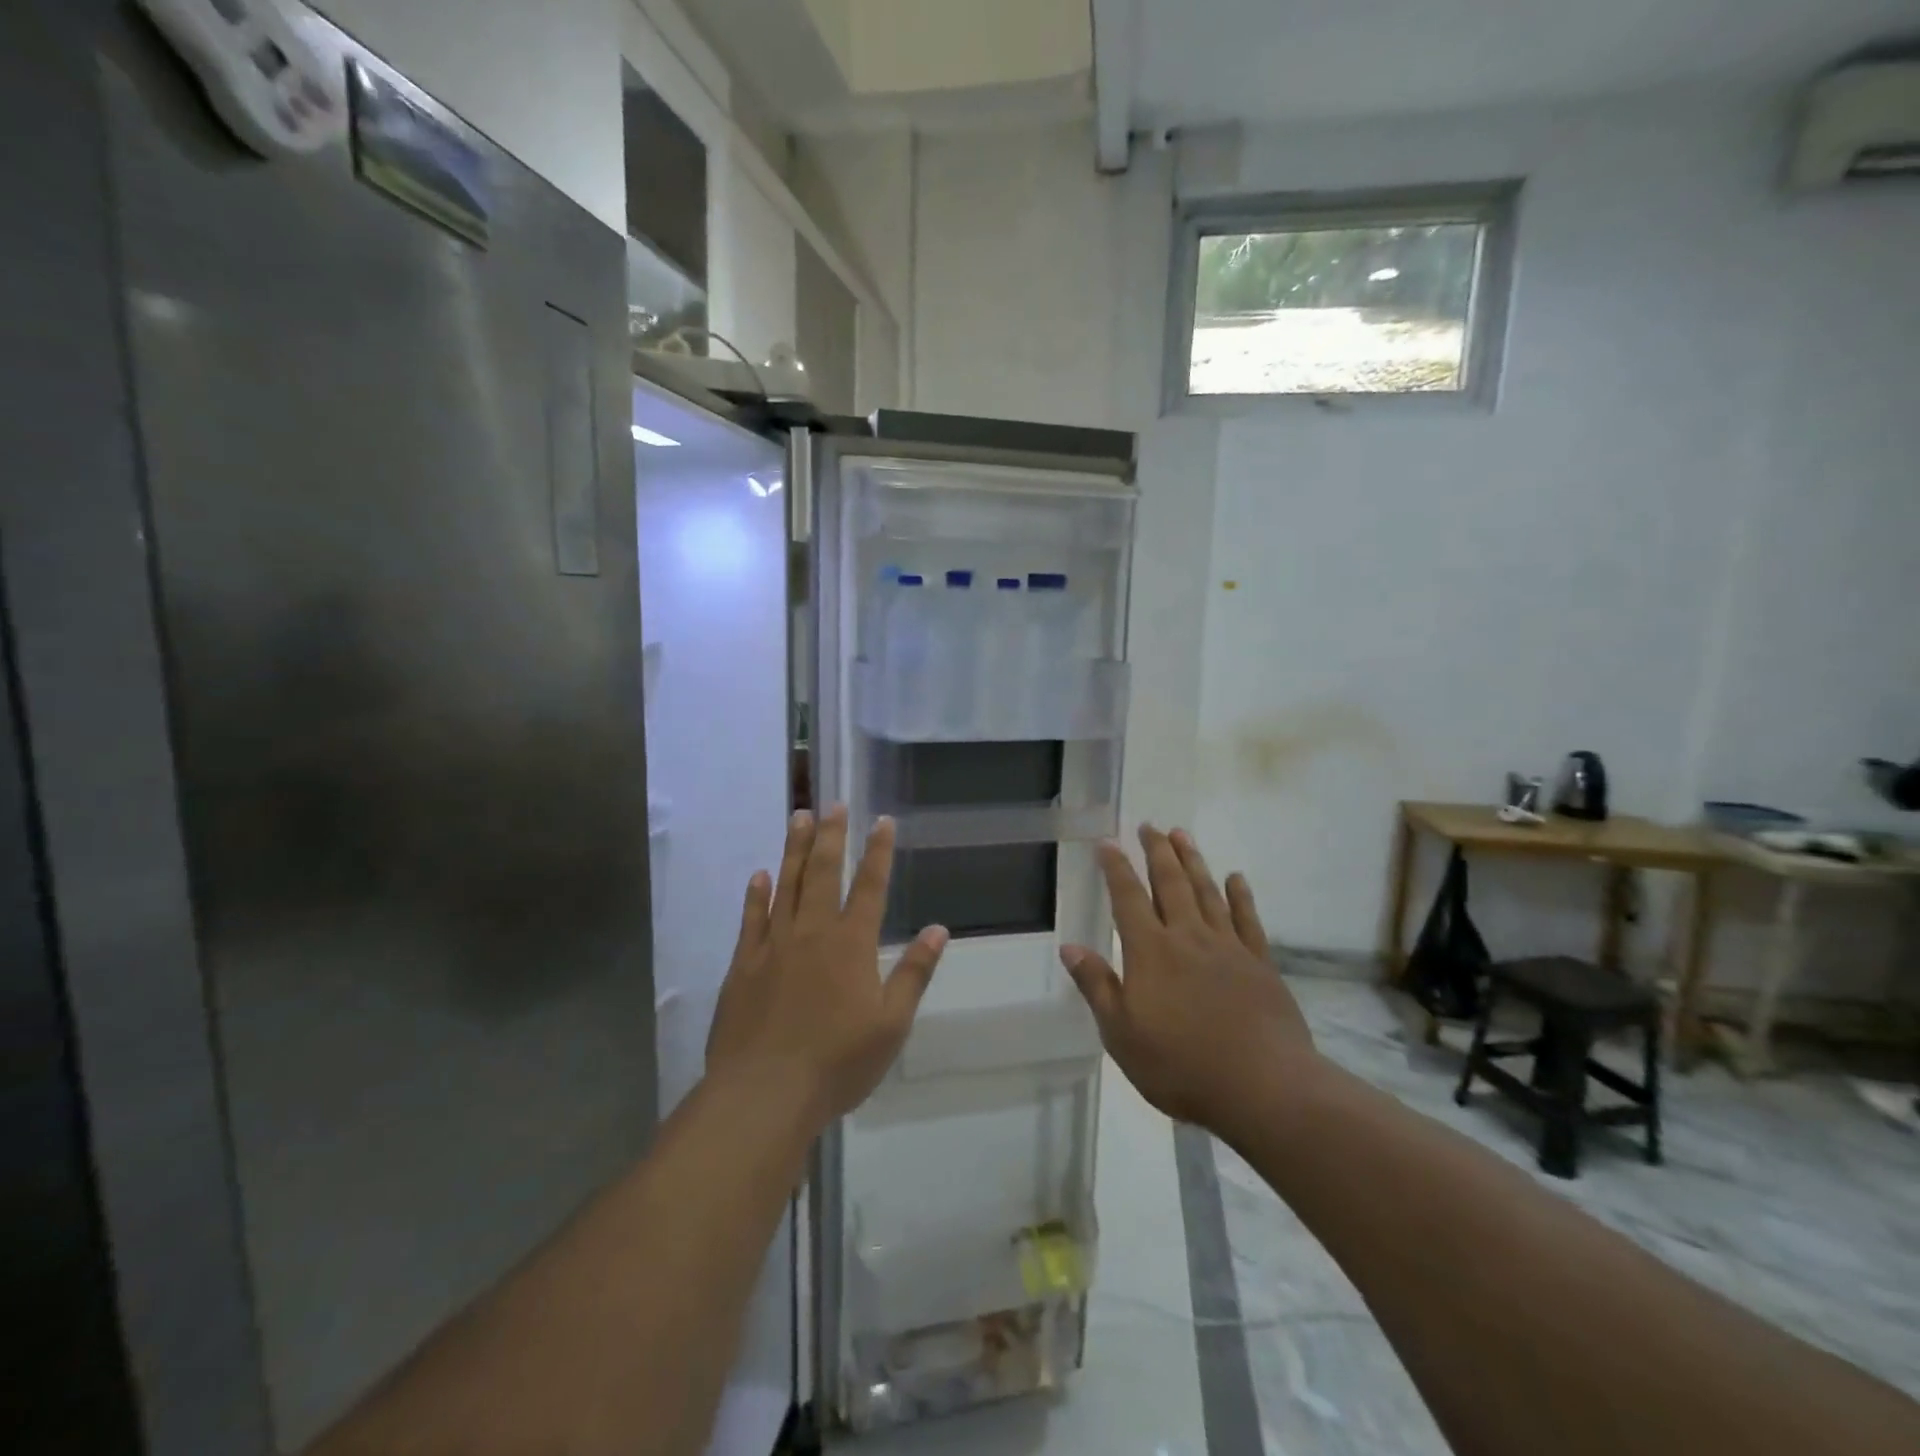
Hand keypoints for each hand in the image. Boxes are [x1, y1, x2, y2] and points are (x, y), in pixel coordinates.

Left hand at [706, 806, 948, 1126]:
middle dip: (832, 836)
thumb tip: (939, 930)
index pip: (871, 887)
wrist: (765, 1093)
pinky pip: (751, 919)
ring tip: (799, 817)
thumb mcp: (891, 1024)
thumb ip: (914, 973)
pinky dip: (756, 894)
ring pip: (786, 885)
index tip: (882, 821)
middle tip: (833, 804)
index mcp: (852, 945)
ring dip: (795, 850)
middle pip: (824, 873)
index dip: (879, 852)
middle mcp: (813, 932)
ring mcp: (774, 945)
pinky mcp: (743, 965)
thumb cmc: (838, 1062)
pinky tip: (760, 875)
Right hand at [1060, 825, 1314, 1132]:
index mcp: (1150, 951)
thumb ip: (1097, 986)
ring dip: (1193, 861)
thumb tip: (1069, 947)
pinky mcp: (1259, 963)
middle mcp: (1187, 937)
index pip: (1128, 897)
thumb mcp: (1121, 1034)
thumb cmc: (1181, 1065)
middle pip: (1170, 883)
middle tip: (1149, 825)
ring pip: (1207, 892)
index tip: (1107, 842)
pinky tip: (1235, 878)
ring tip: (1182, 834)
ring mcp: (1227, 947)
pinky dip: (1240, 895)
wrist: (1263, 1087)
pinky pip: (1247, 919)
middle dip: (1157, 852)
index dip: (1116, 868)